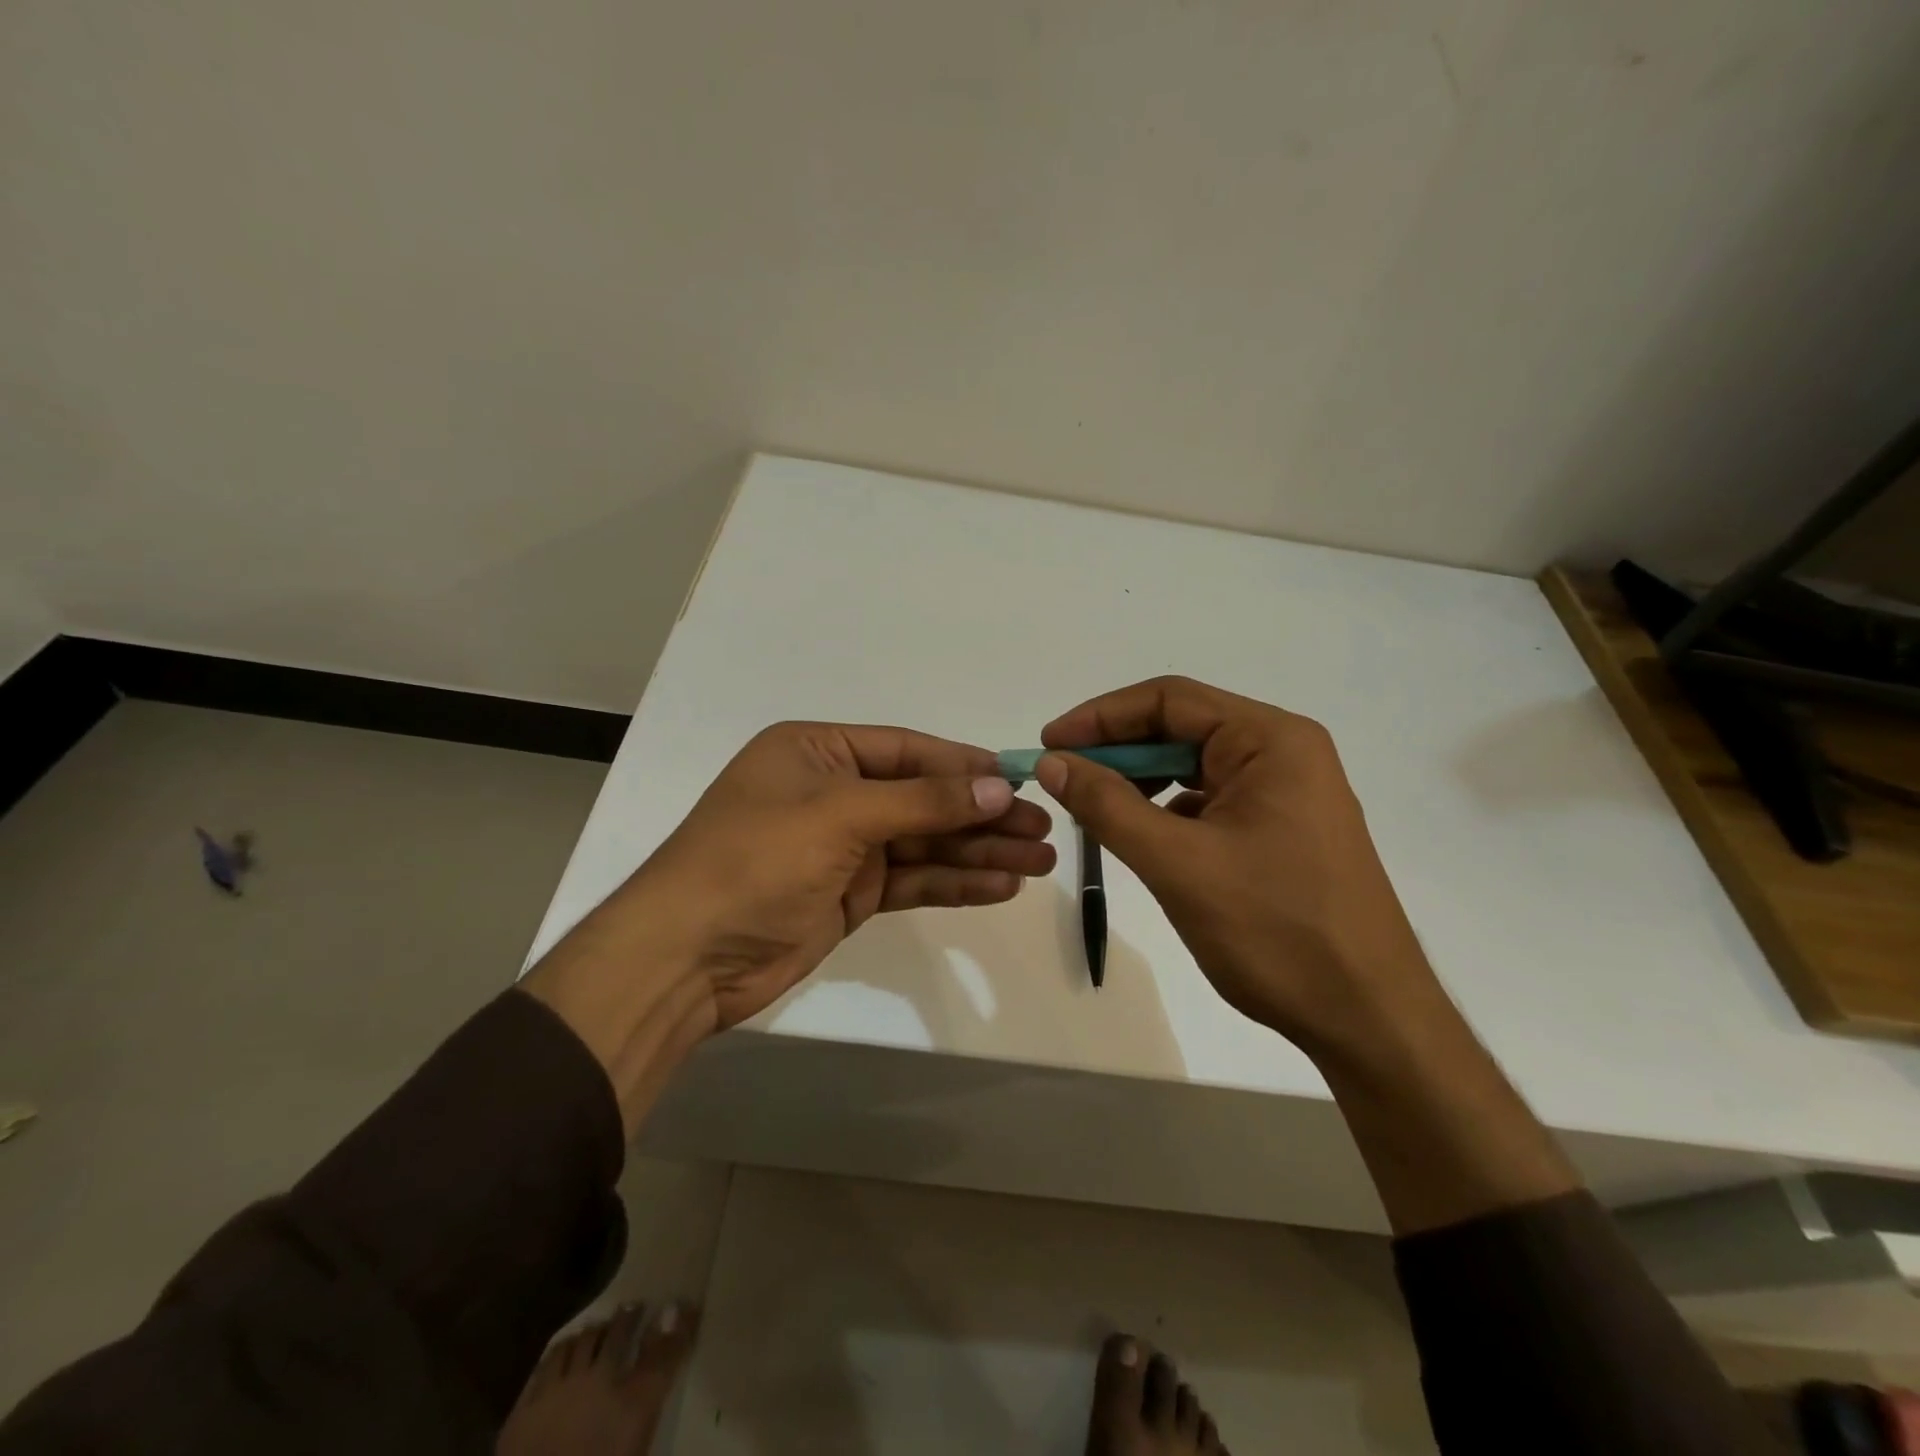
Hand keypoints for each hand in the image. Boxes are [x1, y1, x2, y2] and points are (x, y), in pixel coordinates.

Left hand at [531, 722, 1054, 1072]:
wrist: (685, 958)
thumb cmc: (755, 861)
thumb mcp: (839, 816)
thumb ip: (922, 802)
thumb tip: (998, 784)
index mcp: (817, 752)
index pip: (907, 750)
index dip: (965, 765)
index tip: (1021, 779)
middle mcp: (831, 793)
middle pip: (923, 798)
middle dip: (981, 813)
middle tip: (1044, 827)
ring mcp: (841, 847)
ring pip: (924, 843)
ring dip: (978, 850)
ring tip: (1039, 858)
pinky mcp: (848, 894)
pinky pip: (911, 880)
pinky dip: (954, 883)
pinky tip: (1001, 885)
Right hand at [1035, 676, 1437, 1055]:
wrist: (1367, 1018)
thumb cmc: (1275, 931)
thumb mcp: (1178, 863)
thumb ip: (1108, 806)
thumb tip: (1052, 762)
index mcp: (1271, 741)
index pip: (1170, 700)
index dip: (1101, 716)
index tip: (1049, 744)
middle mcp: (1283, 753)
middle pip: (1181, 728)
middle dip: (1117, 750)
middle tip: (1062, 778)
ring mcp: (1286, 793)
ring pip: (1193, 766)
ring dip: (1139, 781)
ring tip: (1092, 807)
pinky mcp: (1280, 830)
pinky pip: (1209, 801)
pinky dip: (1166, 810)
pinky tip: (1138, 836)